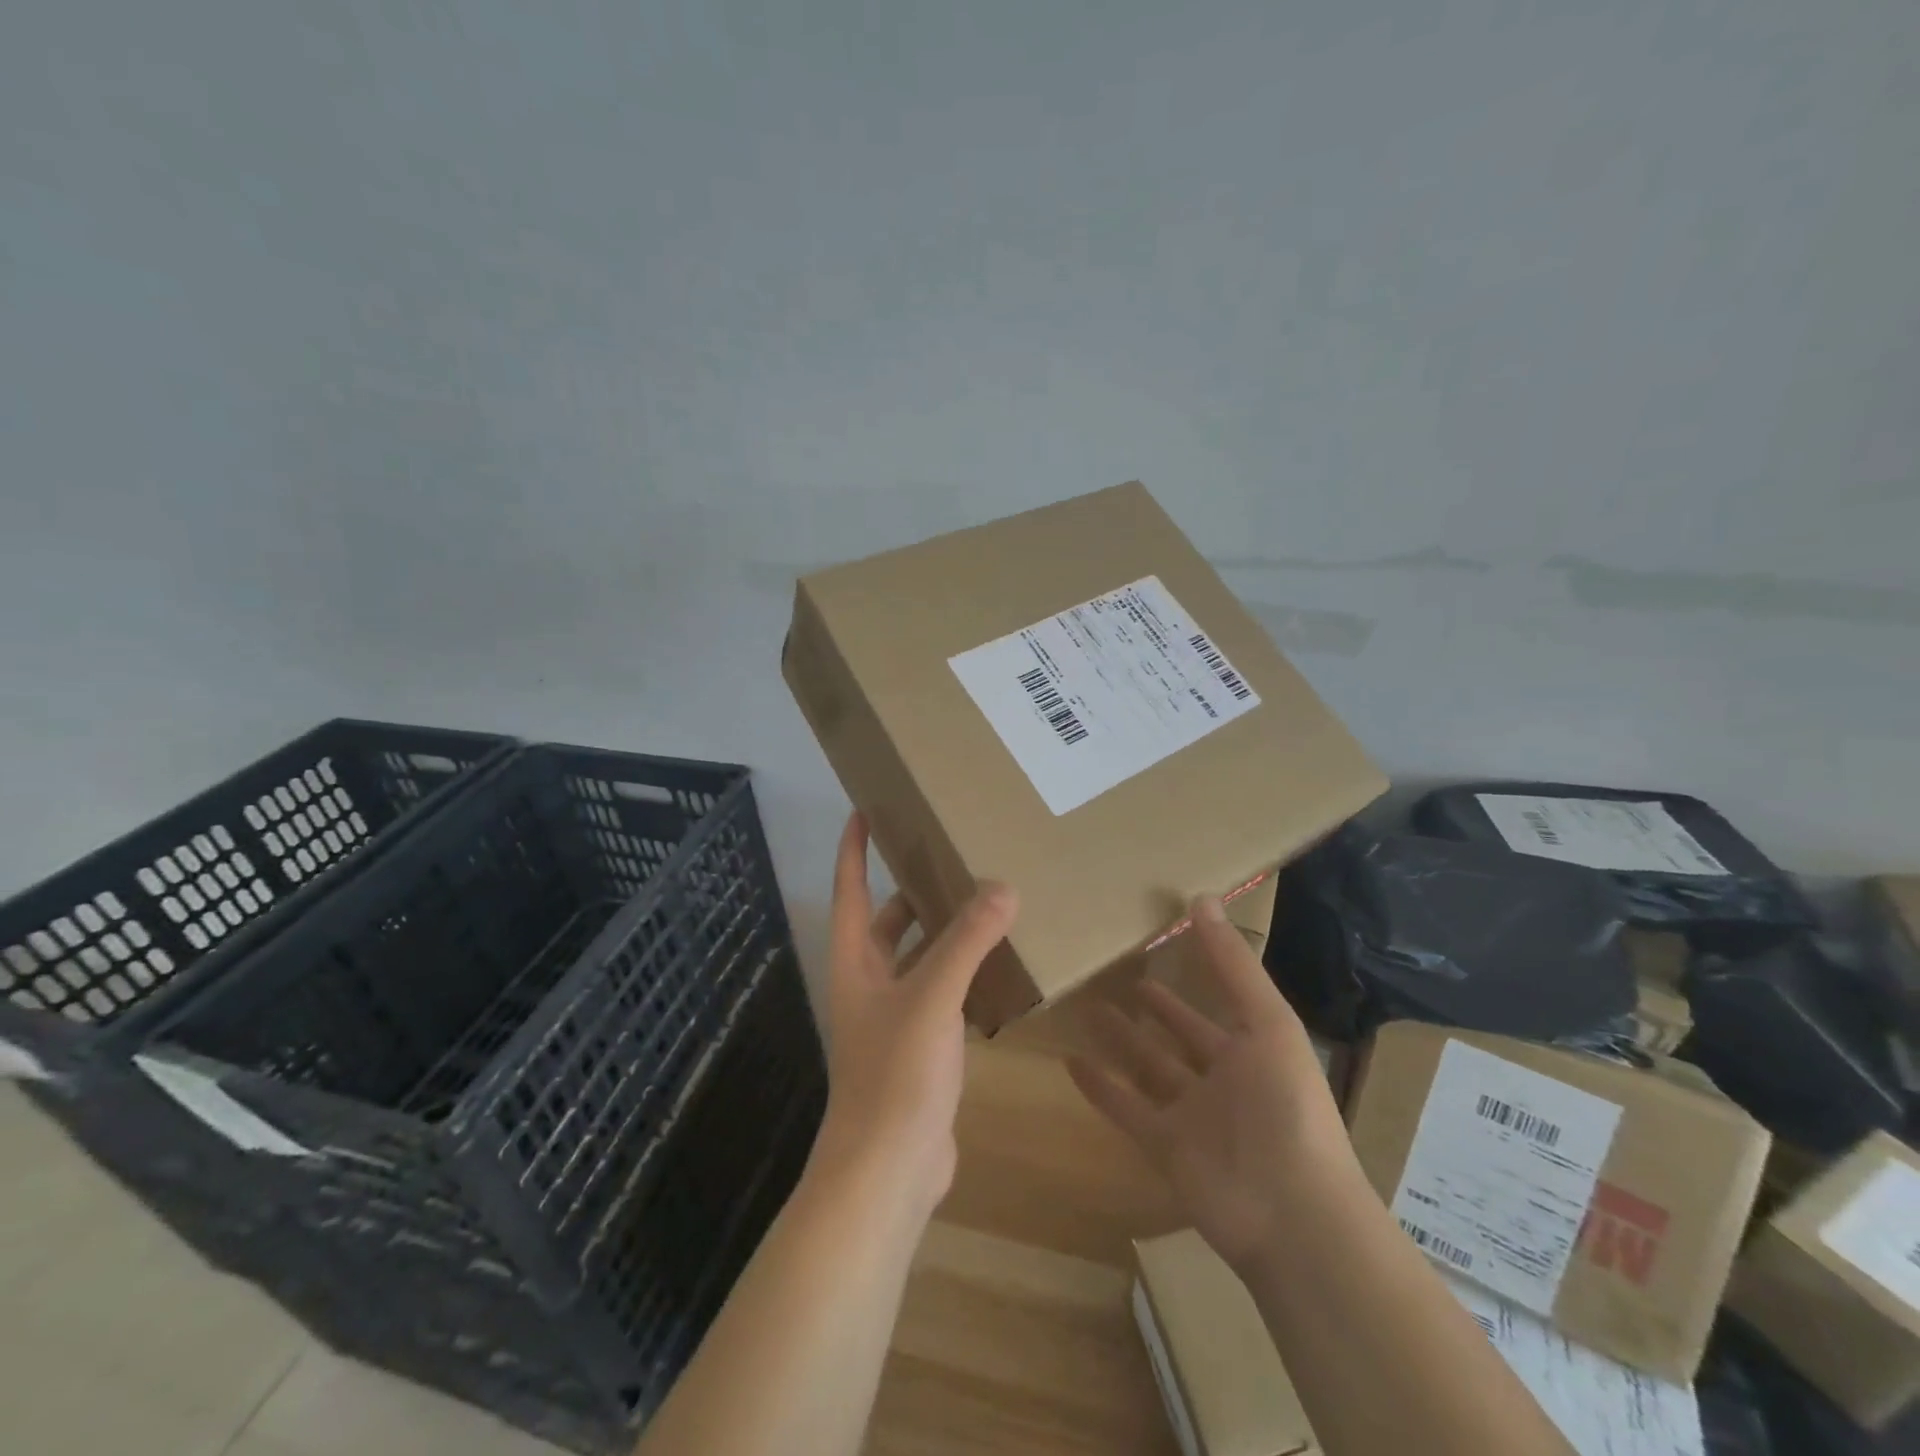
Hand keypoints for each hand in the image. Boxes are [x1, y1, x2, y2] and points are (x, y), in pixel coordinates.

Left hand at [810, 813, 1018, 1216]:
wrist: (887, 1169)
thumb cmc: (896, 1072)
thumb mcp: (933, 997)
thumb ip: (967, 941)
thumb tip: (1003, 887)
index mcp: (855, 962)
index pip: (850, 889)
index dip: (853, 849)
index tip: (864, 809)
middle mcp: (869, 983)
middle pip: (887, 922)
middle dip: (912, 890)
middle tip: (951, 856)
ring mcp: (894, 1018)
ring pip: (920, 959)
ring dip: (945, 933)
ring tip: (986, 902)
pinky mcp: (921, 1048)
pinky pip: (944, 995)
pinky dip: (966, 975)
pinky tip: (1000, 965)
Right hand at [1068, 896, 1355, 1272]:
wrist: (1292, 1215)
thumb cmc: (1285, 1107)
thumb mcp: (1267, 1023)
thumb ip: (1232, 965)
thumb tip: (1201, 898)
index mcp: (1252, 1050)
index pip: (1215, 1003)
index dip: (1192, 975)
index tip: (1160, 942)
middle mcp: (1220, 1080)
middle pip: (1177, 1036)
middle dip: (1152, 1009)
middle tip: (1116, 974)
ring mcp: (1191, 1116)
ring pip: (1147, 1069)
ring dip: (1120, 1041)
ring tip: (1087, 1006)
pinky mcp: (1163, 1147)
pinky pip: (1124, 1110)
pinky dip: (1099, 1089)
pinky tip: (1069, 1062)